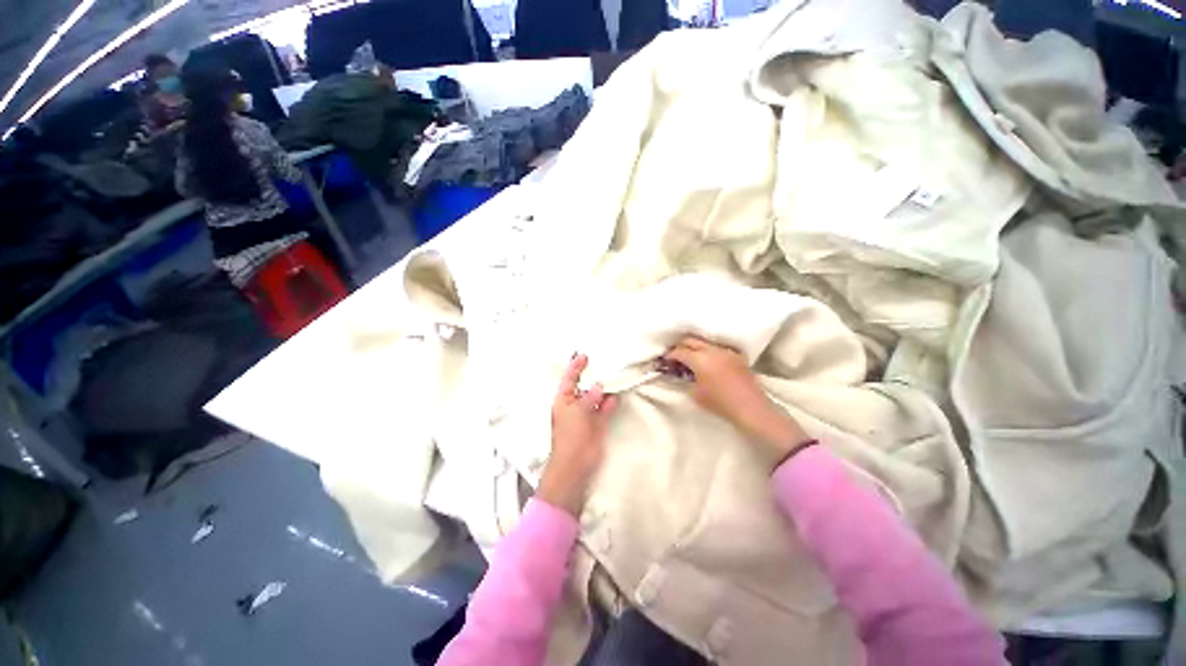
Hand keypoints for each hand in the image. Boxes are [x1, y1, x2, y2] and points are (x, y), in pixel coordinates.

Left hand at [538, 354, 618, 516]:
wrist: (576, 465)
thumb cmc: (570, 437)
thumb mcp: (577, 413)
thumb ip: (589, 398)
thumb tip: (598, 386)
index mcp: (563, 400)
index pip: (569, 379)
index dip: (575, 366)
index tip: (584, 355)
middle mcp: (574, 405)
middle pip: (584, 386)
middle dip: (592, 376)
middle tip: (602, 362)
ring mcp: (587, 414)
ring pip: (596, 397)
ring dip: (604, 388)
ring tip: (613, 374)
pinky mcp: (597, 423)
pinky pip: (605, 408)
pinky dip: (610, 401)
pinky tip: (617, 393)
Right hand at [663, 336, 812, 467]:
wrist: (751, 408)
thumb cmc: (720, 403)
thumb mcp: (696, 394)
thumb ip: (686, 380)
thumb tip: (683, 373)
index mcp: (700, 359)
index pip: (680, 351)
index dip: (670, 355)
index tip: (665, 361)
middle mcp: (712, 350)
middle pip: (691, 340)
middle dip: (681, 346)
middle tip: (676, 356)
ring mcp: (726, 351)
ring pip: (705, 342)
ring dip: (695, 347)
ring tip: (691, 358)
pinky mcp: (736, 356)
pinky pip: (718, 348)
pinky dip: (709, 351)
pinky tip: (708, 361)